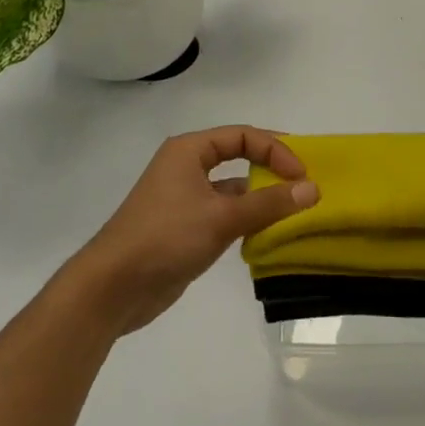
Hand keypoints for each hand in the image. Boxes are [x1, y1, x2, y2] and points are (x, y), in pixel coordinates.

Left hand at [67, 127, 318, 336]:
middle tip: (303, 186)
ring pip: (233, 189)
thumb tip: (313, 189)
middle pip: (238, 157)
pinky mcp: (184, 228)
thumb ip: (270, 203)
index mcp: (189, 151)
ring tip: (293, 212)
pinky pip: (224, 214)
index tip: (301, 174)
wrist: (111, 289)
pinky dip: (246, 220)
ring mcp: (183, 199)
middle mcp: (186, 168)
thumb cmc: (165, 238)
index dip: (275, 150)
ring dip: (261, 198)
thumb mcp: (222, 217)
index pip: (243, 136)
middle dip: (271, 169)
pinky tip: (266, 235)